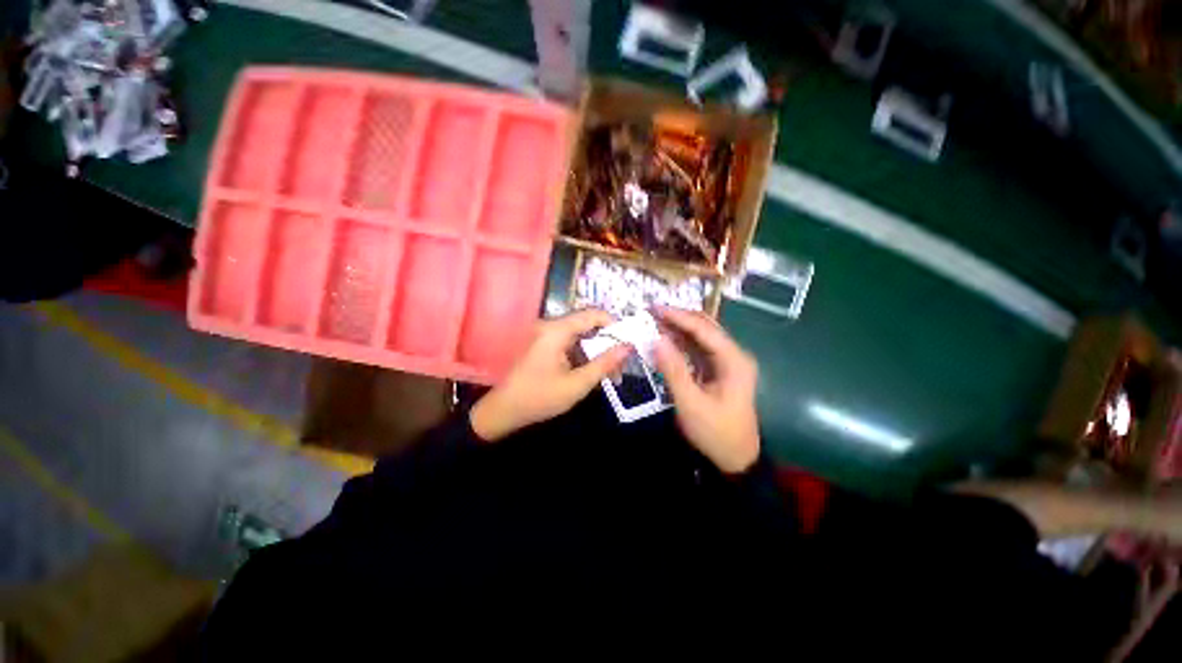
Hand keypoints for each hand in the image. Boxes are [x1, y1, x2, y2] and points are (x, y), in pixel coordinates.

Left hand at [470, 309, 628, 441]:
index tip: (628, 341)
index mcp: (557, 330)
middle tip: (622, 361)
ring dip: (597, 350)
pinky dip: (585, 354)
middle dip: (607, 341)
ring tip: (612, 371)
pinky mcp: (545, 344)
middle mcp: (551, 326)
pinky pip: (571, 342)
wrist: (504, 410)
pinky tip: (594, 371)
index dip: (614, 324)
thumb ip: (604, 363)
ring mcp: (546, 335)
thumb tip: (628, 347)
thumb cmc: (540, 397)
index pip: (592, 314)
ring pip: (581, 335)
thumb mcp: (578, 384)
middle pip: (588, 324)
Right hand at [653, 307, 759, 473]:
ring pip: (700, 337)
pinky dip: (680, 344)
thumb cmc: (715, 433)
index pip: (704, 329)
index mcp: (734, 361)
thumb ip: (673, 370)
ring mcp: (726, 362)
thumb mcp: (691, 404)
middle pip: (705, 327)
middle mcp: (733, 355)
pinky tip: (664, 340)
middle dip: (678, 318)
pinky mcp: (717, 370)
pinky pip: (697, 350)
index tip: (654, 309)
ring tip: (653, 323)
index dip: (678, 316)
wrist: (735, 459)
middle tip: (651, 314)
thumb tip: (655, 339)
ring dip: (677, 329)